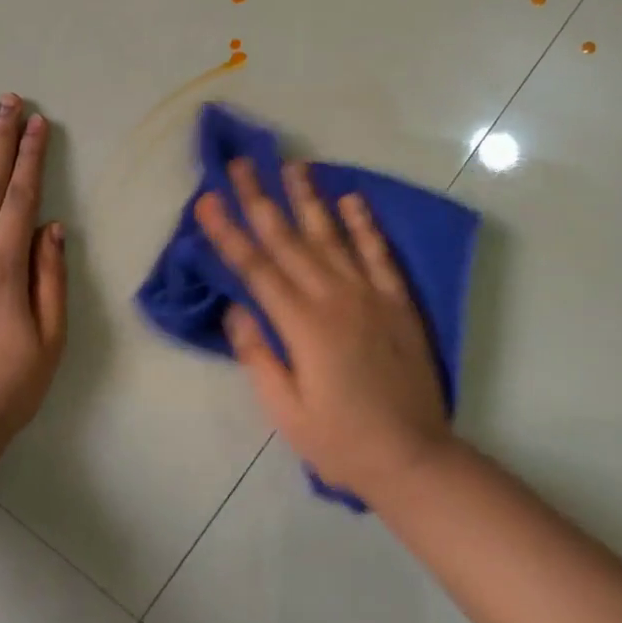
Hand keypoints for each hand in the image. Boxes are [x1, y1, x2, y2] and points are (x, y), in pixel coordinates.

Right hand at [195, 158, 452, 501]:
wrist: (414, 459)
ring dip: (310, 199)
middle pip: (289, 240)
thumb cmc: (340, 441)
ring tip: (294, 165)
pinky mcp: (398, 303)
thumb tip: (235, 308)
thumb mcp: (285, 410)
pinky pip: (379, 255)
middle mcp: (335, 298)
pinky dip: (366, 225)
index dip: (228, 231)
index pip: (255, 267)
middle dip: (261, 199)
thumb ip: (257, 355)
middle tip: (242, 163)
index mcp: (302, 325)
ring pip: (333, 236)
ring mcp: (370, 296)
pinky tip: (353, 200)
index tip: (207, 199)